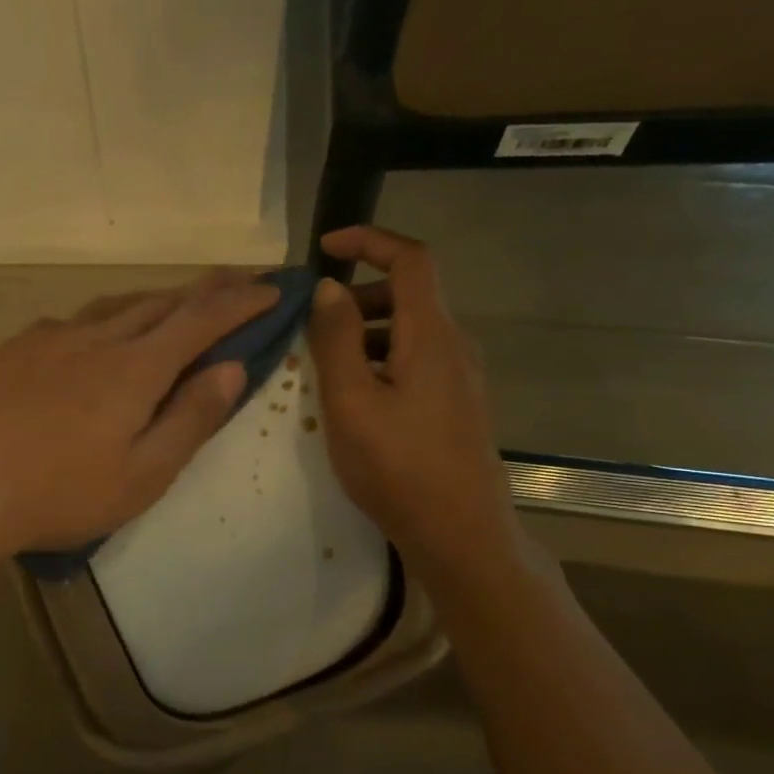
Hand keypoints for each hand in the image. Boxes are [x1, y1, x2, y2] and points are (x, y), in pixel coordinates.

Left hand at [0, 269, 280, 568]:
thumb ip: (191, 418)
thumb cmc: (62, 495)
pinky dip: (105, 320)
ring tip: (177, 304)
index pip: (202, 320)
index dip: (242, 302)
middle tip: (238, 282)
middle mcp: (96, 337)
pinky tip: (99, 338)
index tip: (273, 290)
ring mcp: (50, 337)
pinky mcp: (15, 348)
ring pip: (116, 305)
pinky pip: (73, 321)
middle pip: (161, 301)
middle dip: (206, 290)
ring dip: (156, 300)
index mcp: (134, 368)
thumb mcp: (144, 475)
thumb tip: (232, 368)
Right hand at [306, 227, 522, 588]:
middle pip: (409, 295)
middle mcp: (454, 346)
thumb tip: (328, 287)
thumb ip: (336, 340)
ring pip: (410, 333)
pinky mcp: (456, 407)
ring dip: (366, 334)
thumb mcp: (351, 402)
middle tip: (313, 325)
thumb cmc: (398, 467)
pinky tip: (356, 402)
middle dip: (359, 295)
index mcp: (431, 336)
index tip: (327, 247)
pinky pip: (416, 363)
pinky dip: (381, 362)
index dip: (370, 240)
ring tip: (325, 370)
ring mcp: (460, 379)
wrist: (459, 532)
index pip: (411, 259)